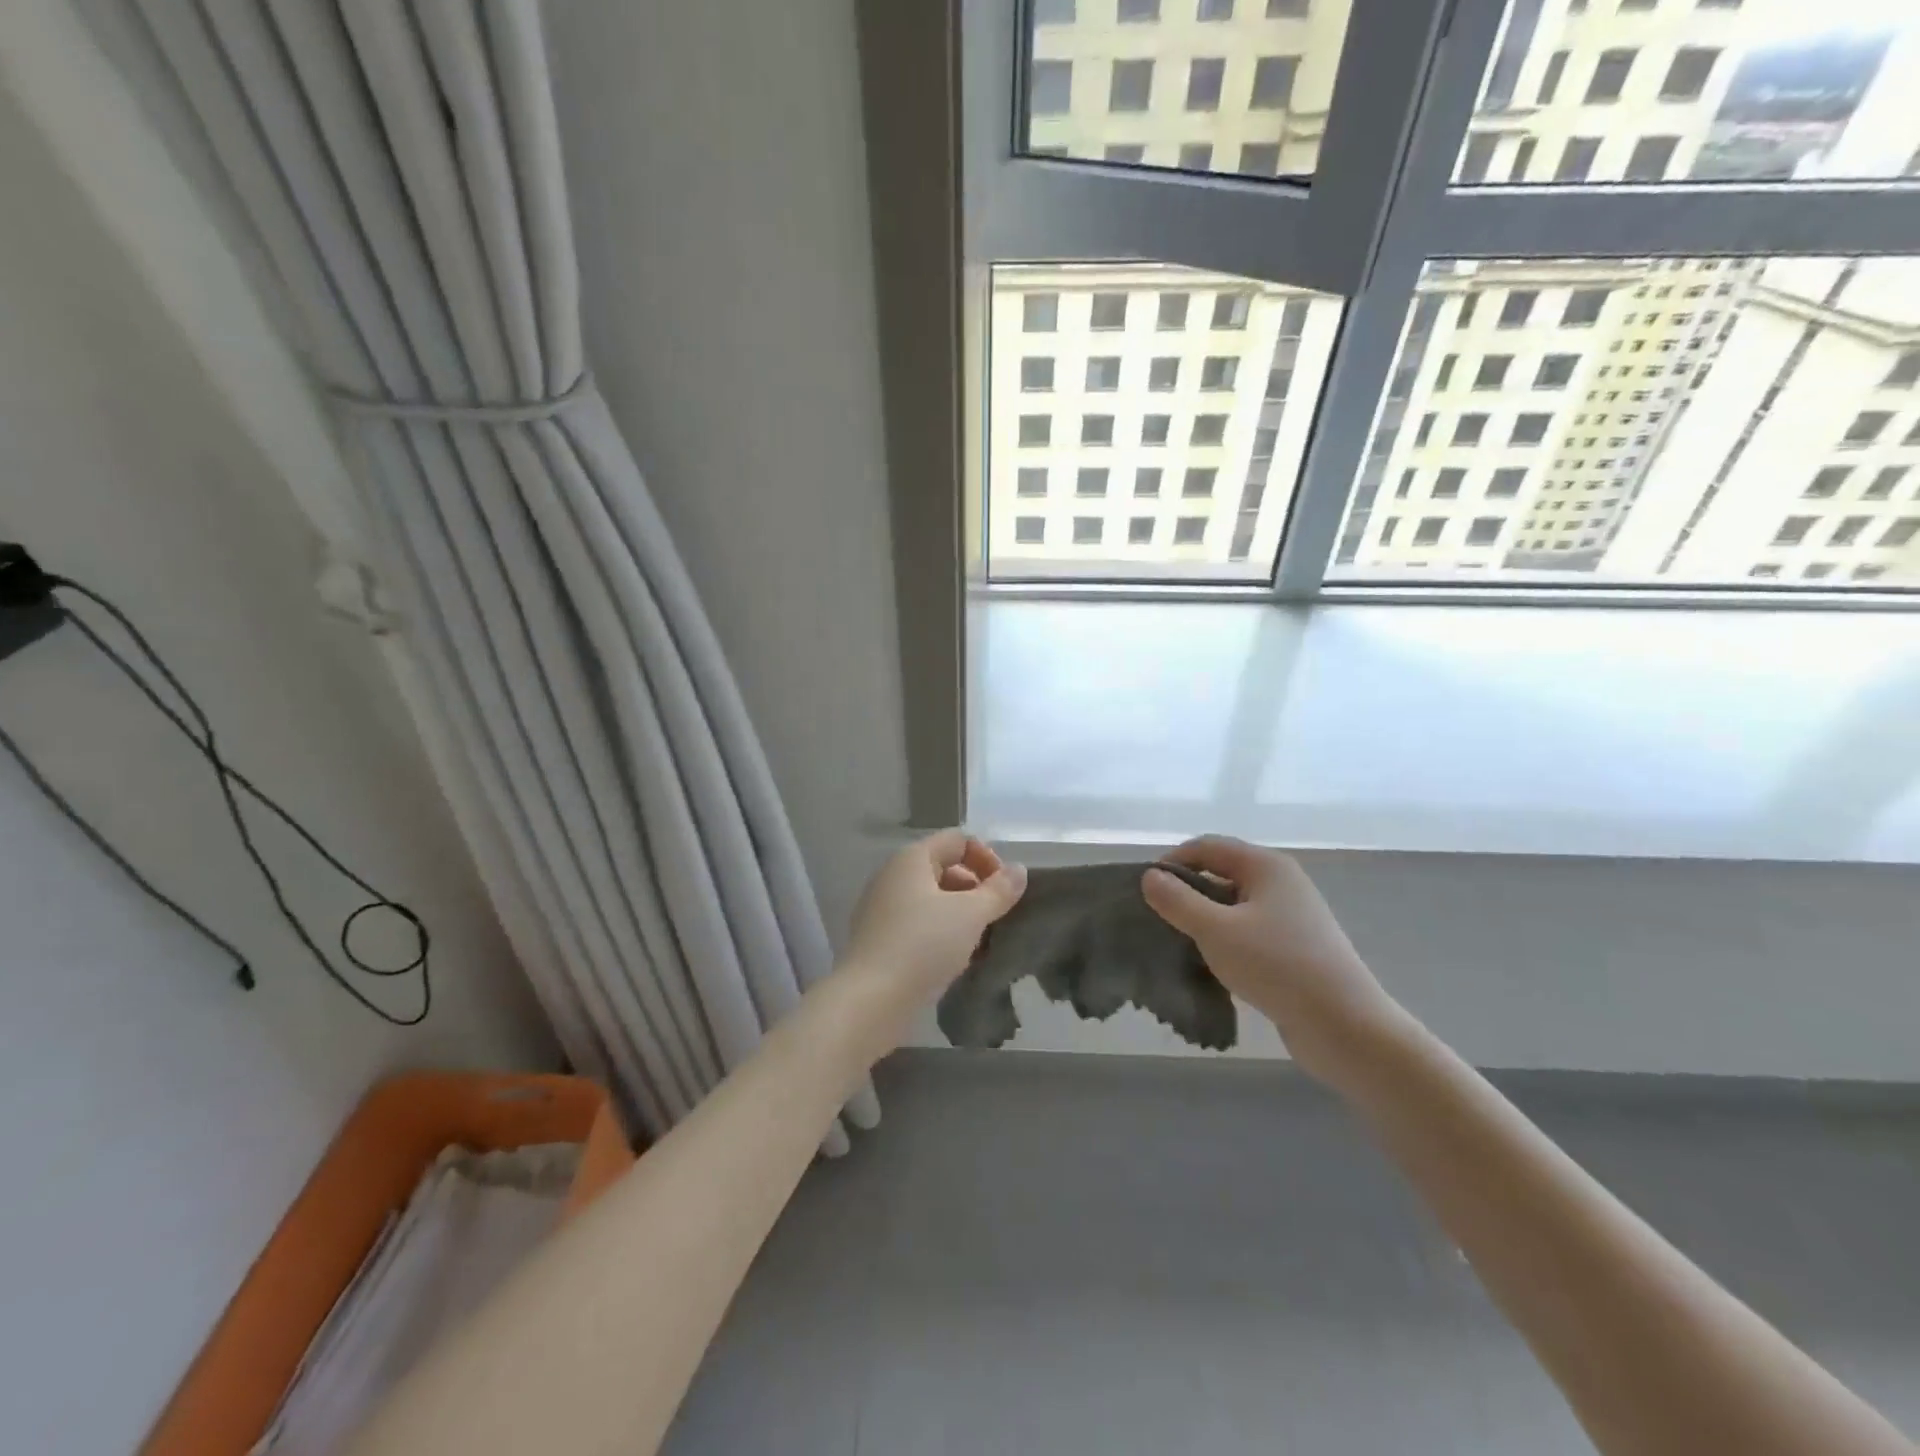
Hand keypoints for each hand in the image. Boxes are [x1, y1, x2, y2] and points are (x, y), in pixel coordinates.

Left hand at [838, 831, 1026, 1010]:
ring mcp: (882, 907)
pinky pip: (918, 923)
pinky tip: (956, 959)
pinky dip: (940, 932)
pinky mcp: (879, 938)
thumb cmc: (924, 945)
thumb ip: (999, 890)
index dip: (986, 858)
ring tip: (980, 941)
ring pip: (932, 899)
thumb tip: (1018, 870)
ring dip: (960, 914)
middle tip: (995, 917)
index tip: (1003, 890)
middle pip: (944, 867)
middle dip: (976, 888)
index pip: (958, 840)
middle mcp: (893, 875)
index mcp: (912, 858)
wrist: (871, 1000)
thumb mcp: (971, 915)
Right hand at [1141, 836, 1409, 1088]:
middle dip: (1186, 893)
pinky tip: (1210, 965)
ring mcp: (1292, 916)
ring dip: (1203, 920)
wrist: (1345, 1026)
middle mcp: (1281, 882)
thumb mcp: (1216, 931)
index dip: (1172, 862)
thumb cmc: (1277, 967)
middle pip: (1220, 873)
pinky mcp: (1295, 947)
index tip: (1145, 891)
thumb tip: (1150, 877)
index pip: (1206, 847)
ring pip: (1233, 906)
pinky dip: (1225, 940)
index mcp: (1266, 866)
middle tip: (1157, 919)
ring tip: (1178, 944)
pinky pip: (1248, 931)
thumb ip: (1177, 901)